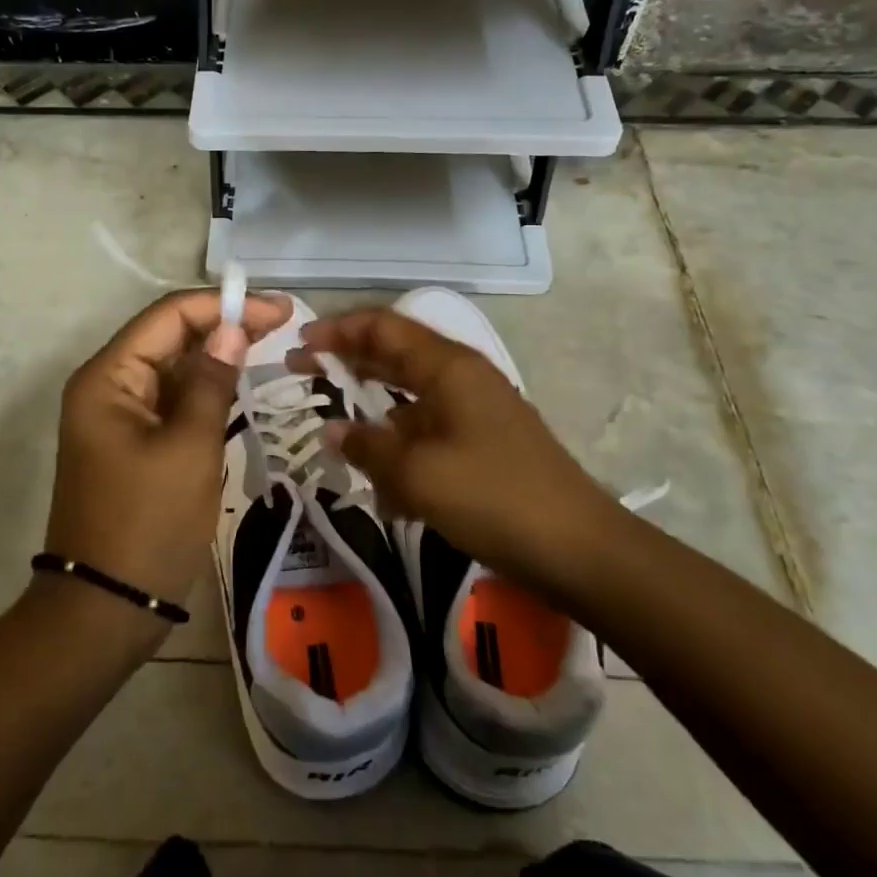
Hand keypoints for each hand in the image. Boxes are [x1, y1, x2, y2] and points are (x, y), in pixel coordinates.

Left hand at [46, 289, 291, 628]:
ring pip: (173, 369)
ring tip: (270, 346)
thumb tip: (233, 328)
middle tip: (283, 324)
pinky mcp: (132, 443)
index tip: (278, 310)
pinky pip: (172, 402)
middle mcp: (107, 386)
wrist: (105, 609)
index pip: (169, 316)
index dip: (224, 306)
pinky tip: (240, 387)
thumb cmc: (148, 524)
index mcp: (108, 377)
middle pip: (169, 337)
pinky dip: (205, 392)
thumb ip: (212, 381)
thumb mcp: (189, 448)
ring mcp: (118, 416)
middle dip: (223, 326)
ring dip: (217, 357)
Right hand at [295, 309, 620, 585]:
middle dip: (345, 362)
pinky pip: (427, 434)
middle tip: (299, 374)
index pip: (383, 327)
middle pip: (393, 356)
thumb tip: (330, 430)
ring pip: (408, 399)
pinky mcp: (481, 444)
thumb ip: (367, 445)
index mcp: (448, 366)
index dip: (337, 330)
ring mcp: (474, 411)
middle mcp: (461, 378)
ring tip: (332, 434)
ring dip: (370, 413)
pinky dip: (399, 448)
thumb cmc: (493, 497)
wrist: (578, 549)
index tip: (298, 345)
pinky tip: (381, 489)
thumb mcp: (418, 473)